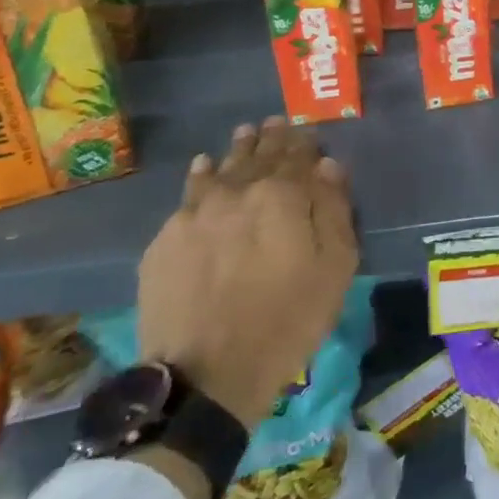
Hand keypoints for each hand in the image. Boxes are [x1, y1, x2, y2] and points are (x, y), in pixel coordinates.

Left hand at [138, 118, 357, 428]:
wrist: (206, 376)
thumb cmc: (288, 320)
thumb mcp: (335, 267)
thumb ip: (335, 210)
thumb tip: (328, 166)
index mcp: (282, 196)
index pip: (297, 155)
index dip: (304, 142)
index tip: (307, 131)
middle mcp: (236, 193)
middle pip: (256, 155)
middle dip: (269, 138)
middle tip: (273, 122)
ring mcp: (194, 215)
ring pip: (218, 169)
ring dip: (234, 150)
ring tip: (242, 136)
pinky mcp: (163, 242)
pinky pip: (187, 197)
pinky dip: (200, 177)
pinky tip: (203, 170)